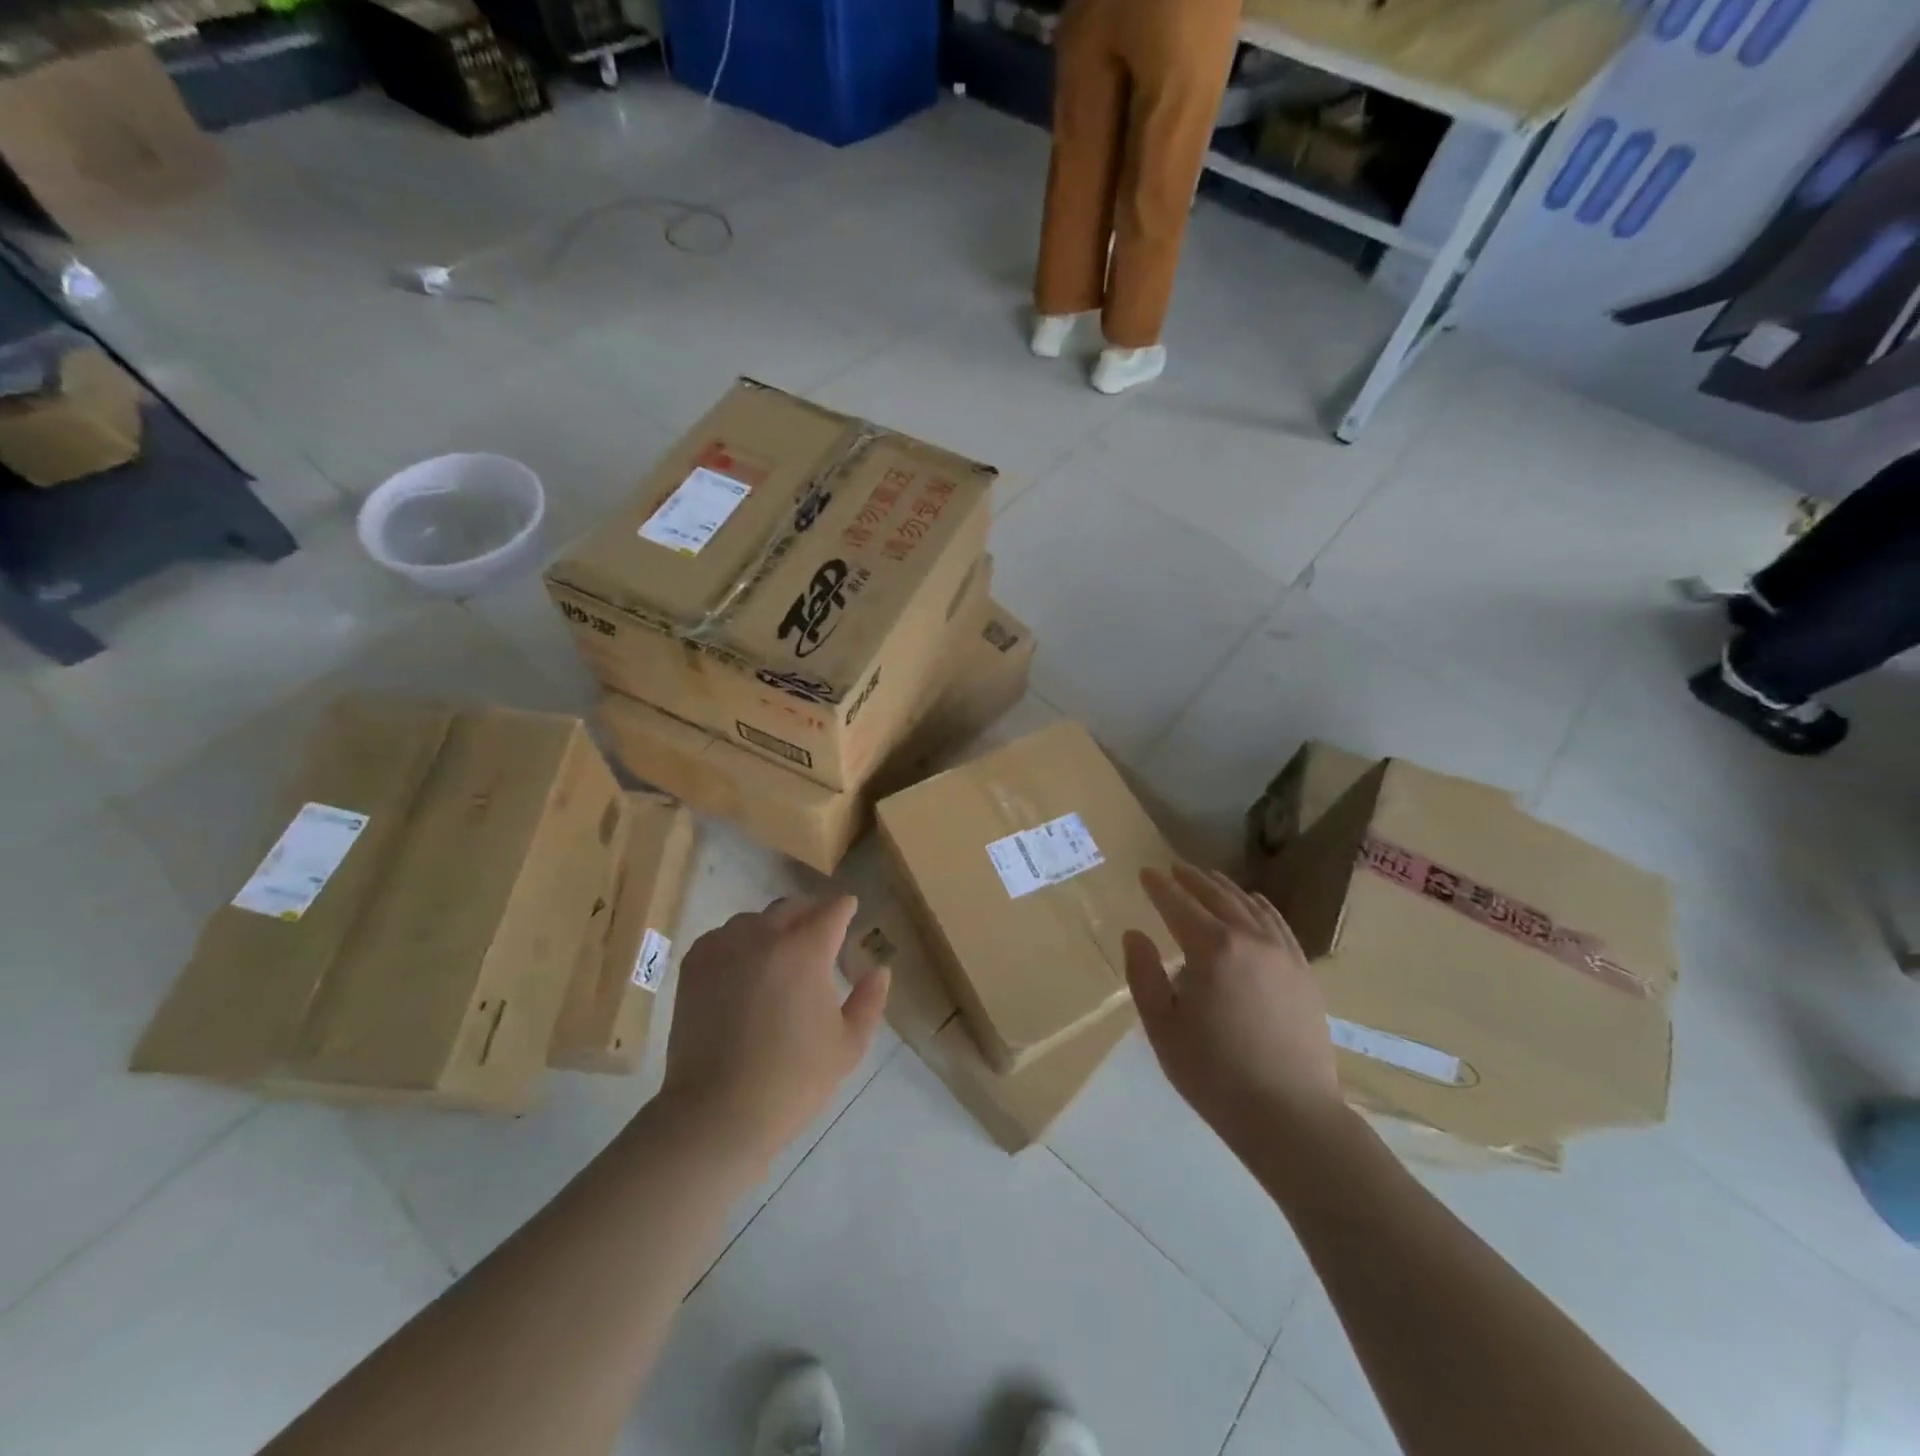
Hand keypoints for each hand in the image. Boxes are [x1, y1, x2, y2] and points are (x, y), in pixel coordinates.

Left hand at [660, 895, 889, 1169]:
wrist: (717, 1112)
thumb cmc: (793, 1081)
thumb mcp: (848, 1046)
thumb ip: (870, 1001)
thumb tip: (880, 970)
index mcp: (807, 950)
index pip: (832, 911)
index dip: (845, 908)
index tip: (850, 910)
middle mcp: (765, 936)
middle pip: (793, 907)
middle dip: (811, 913)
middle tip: (819, 932)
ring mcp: (725, 947)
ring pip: (755, 919)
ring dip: (773, 927)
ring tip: (779, 952)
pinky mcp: (695, 965)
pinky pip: (723, 936)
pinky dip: (739, 942)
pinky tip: (744, 966)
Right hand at [1124, 865, 1342, 1144]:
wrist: (1290, 1115)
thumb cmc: (1215, 1074)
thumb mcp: (1163, 1027)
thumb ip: (1144, 974)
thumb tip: (1135, 934)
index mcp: (1212, 950)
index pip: (1179, 905)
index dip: (1159, 887)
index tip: (1145, 872)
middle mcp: (1250, 940)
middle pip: (1216, 897)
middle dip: (1192, 880)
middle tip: (1173, 868)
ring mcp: (1282, 954)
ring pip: (1249, 906)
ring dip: (1224, 888)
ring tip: (1208, 877)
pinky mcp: (1303, 973)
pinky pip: (1279, 925)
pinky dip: (1261, 907)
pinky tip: (1254, 903)